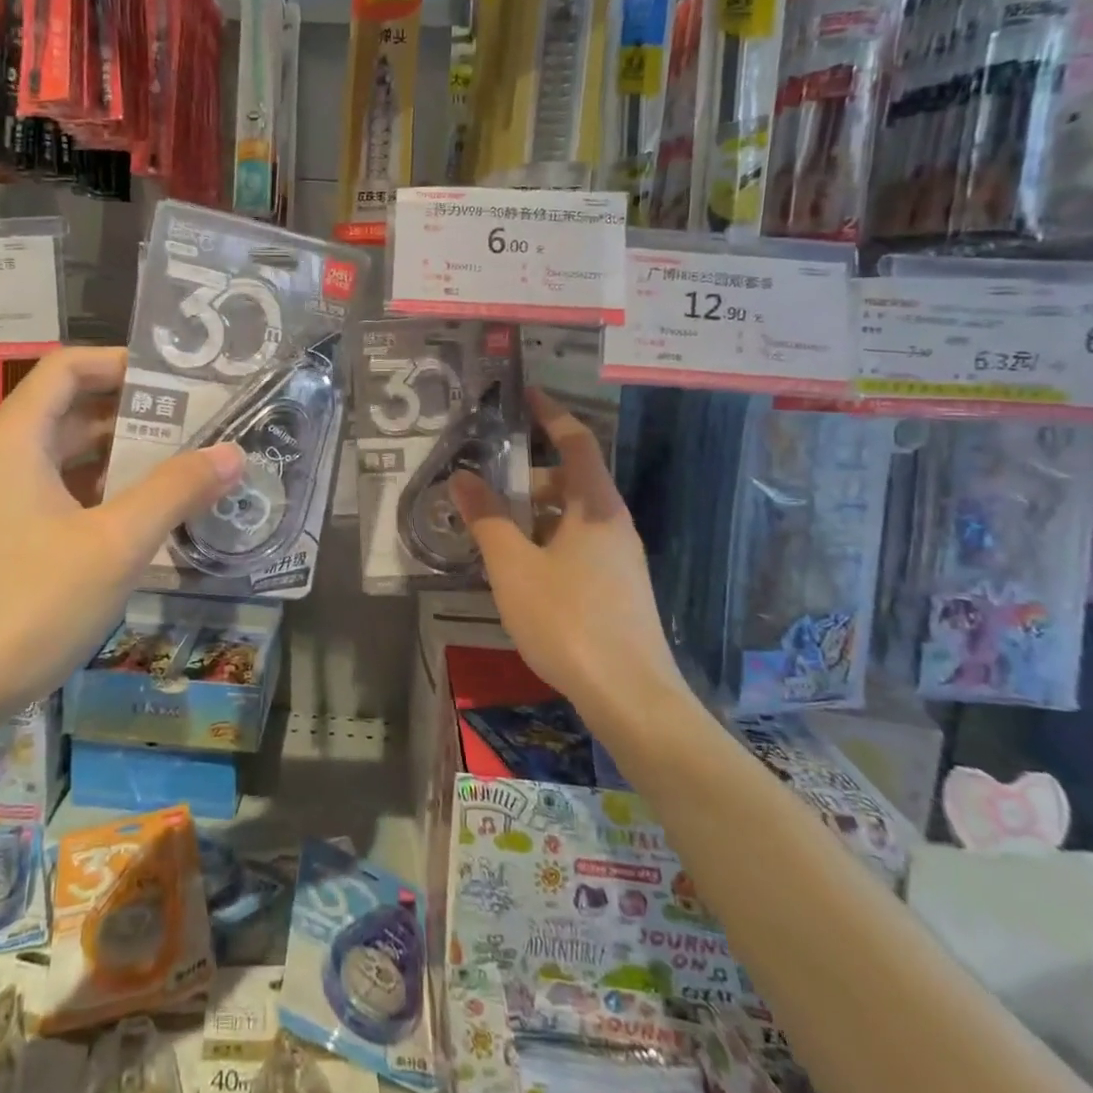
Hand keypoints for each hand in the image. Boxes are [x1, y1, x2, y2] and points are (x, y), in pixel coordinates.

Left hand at [0, 347, 242, 751]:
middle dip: (138, 414)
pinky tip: (146, 524)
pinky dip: (103, 499)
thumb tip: (233, 452)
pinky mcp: (0, 543)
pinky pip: (59, 499)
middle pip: (74, 410)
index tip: (181, 380)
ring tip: (188, 470)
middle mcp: (2, 458)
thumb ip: (175, 491)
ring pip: (68, 460)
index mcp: (17, 437)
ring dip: (124, 461)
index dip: (124, 363)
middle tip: (203, 426)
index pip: (70, 366)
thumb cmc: (21, 609)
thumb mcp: (114, 546)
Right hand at [449, 389, 687, 715]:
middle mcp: (614, 523)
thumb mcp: (513, 566)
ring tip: (490, 530)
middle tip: (482, 485)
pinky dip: (545, 541)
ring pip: (571, 517)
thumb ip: (486, 518)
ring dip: (532, 513)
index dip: (551, 413)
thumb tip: (461, 477)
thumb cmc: (568, 621)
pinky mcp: (618, 588)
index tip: (525, 394)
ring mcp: (620, 558)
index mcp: (595, 506)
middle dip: (526, 476)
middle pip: (570, 480)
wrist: (631, 698)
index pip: (576, 441)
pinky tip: (518, 569)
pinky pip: (576, 545)